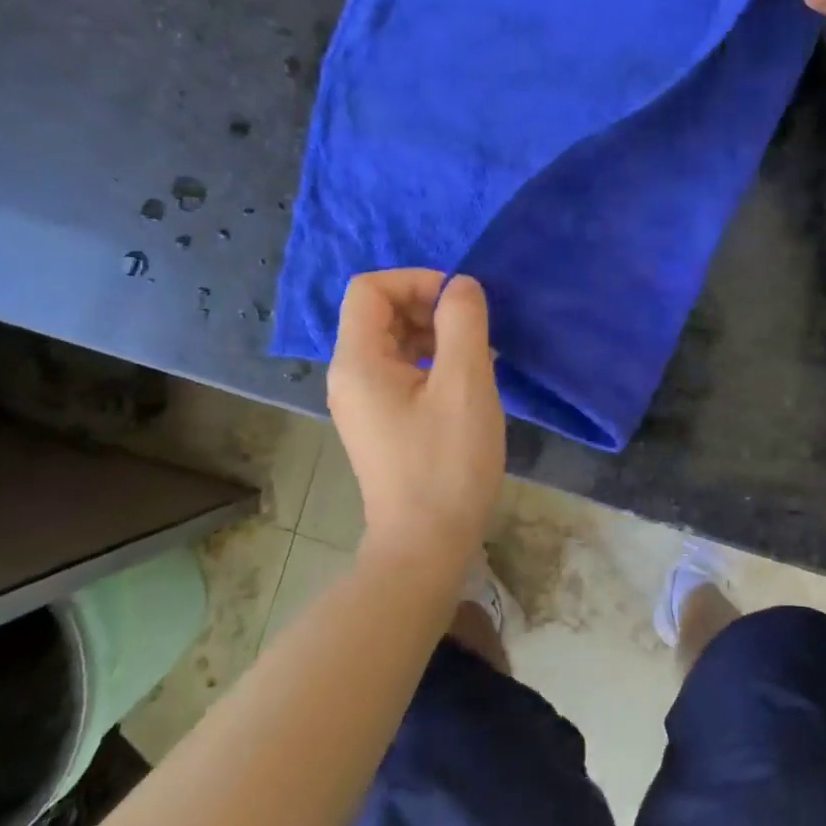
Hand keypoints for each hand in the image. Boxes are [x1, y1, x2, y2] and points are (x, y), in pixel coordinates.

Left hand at [327, 269, 504, 576]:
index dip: (416, 280)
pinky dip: (431, 364)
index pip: (370, 288)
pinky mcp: (379, 423)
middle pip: (380, 313)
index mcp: (357, 361)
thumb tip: (461, 286)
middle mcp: (349, 376)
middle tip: (474, 333)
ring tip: (476, 359)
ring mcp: (361, 402)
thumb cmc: (446, 463)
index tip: (460, 303)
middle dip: (428, 308)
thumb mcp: (464, 384)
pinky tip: (464, 385)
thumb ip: (463, 322)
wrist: (426, 545)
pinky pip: (400, 372)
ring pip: (393, 342)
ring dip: (434, 336)